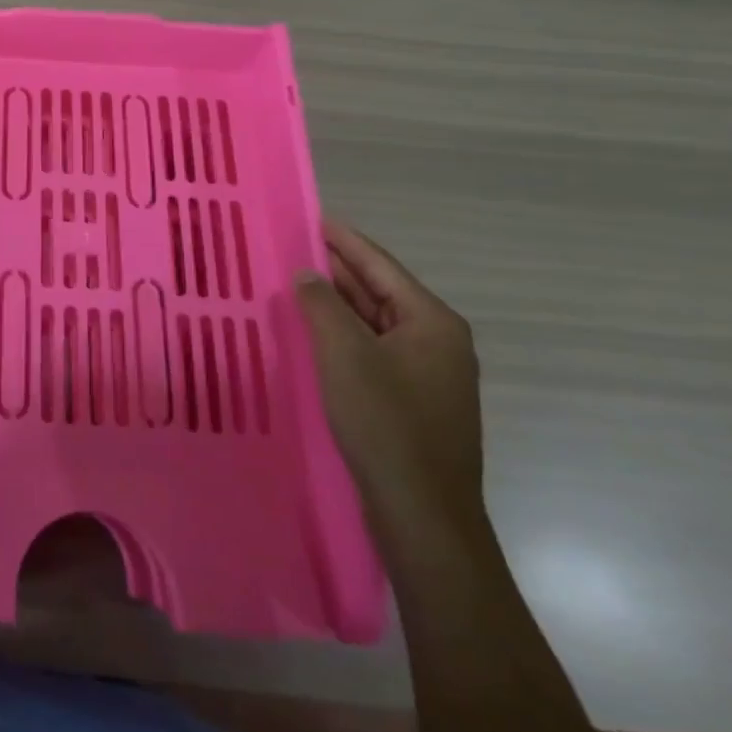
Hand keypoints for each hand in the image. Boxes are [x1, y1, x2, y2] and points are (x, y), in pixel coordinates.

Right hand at [295, 220, 483, 542]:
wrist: (422, 514)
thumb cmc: (385, 423)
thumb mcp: (343, 354)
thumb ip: (322, 304)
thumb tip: (307, 274)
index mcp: (432, 322)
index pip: (380, 265)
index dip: (344, 240)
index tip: (313, 217)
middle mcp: (438, 342)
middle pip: (380, 292)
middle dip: (337, 271)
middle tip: (294, 248)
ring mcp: (429, 374)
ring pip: (376, 324)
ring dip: (338, 305)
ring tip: (296, 284)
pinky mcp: (415, 402)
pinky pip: (375, 351)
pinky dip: (345, 336)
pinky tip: (315, 335)